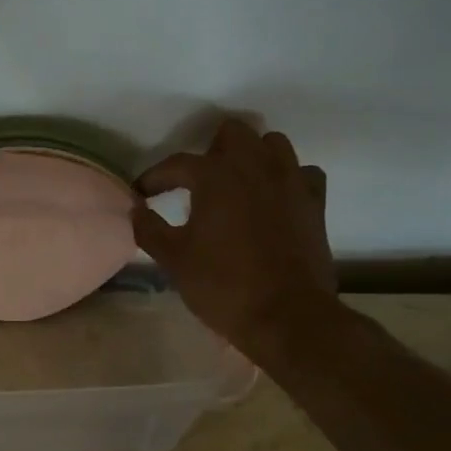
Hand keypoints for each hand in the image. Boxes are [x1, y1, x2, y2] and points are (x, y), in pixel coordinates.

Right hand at [133, 119, 342, 362]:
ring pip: (273, 144)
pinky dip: (288, 179)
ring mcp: (290, 181)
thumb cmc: (223, 285)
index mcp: (215, 175)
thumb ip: (149, 228)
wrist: (287, 317)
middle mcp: (255, 166)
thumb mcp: (173, 259)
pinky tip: (275, 199)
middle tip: (198, 182)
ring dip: (253, 156)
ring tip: (238, 183)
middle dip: (211, 150)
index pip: (177, 164)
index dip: (155, 177)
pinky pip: (303, 173)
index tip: (142, 193)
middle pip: (232, 133)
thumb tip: (135, 210)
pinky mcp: (315, 202)